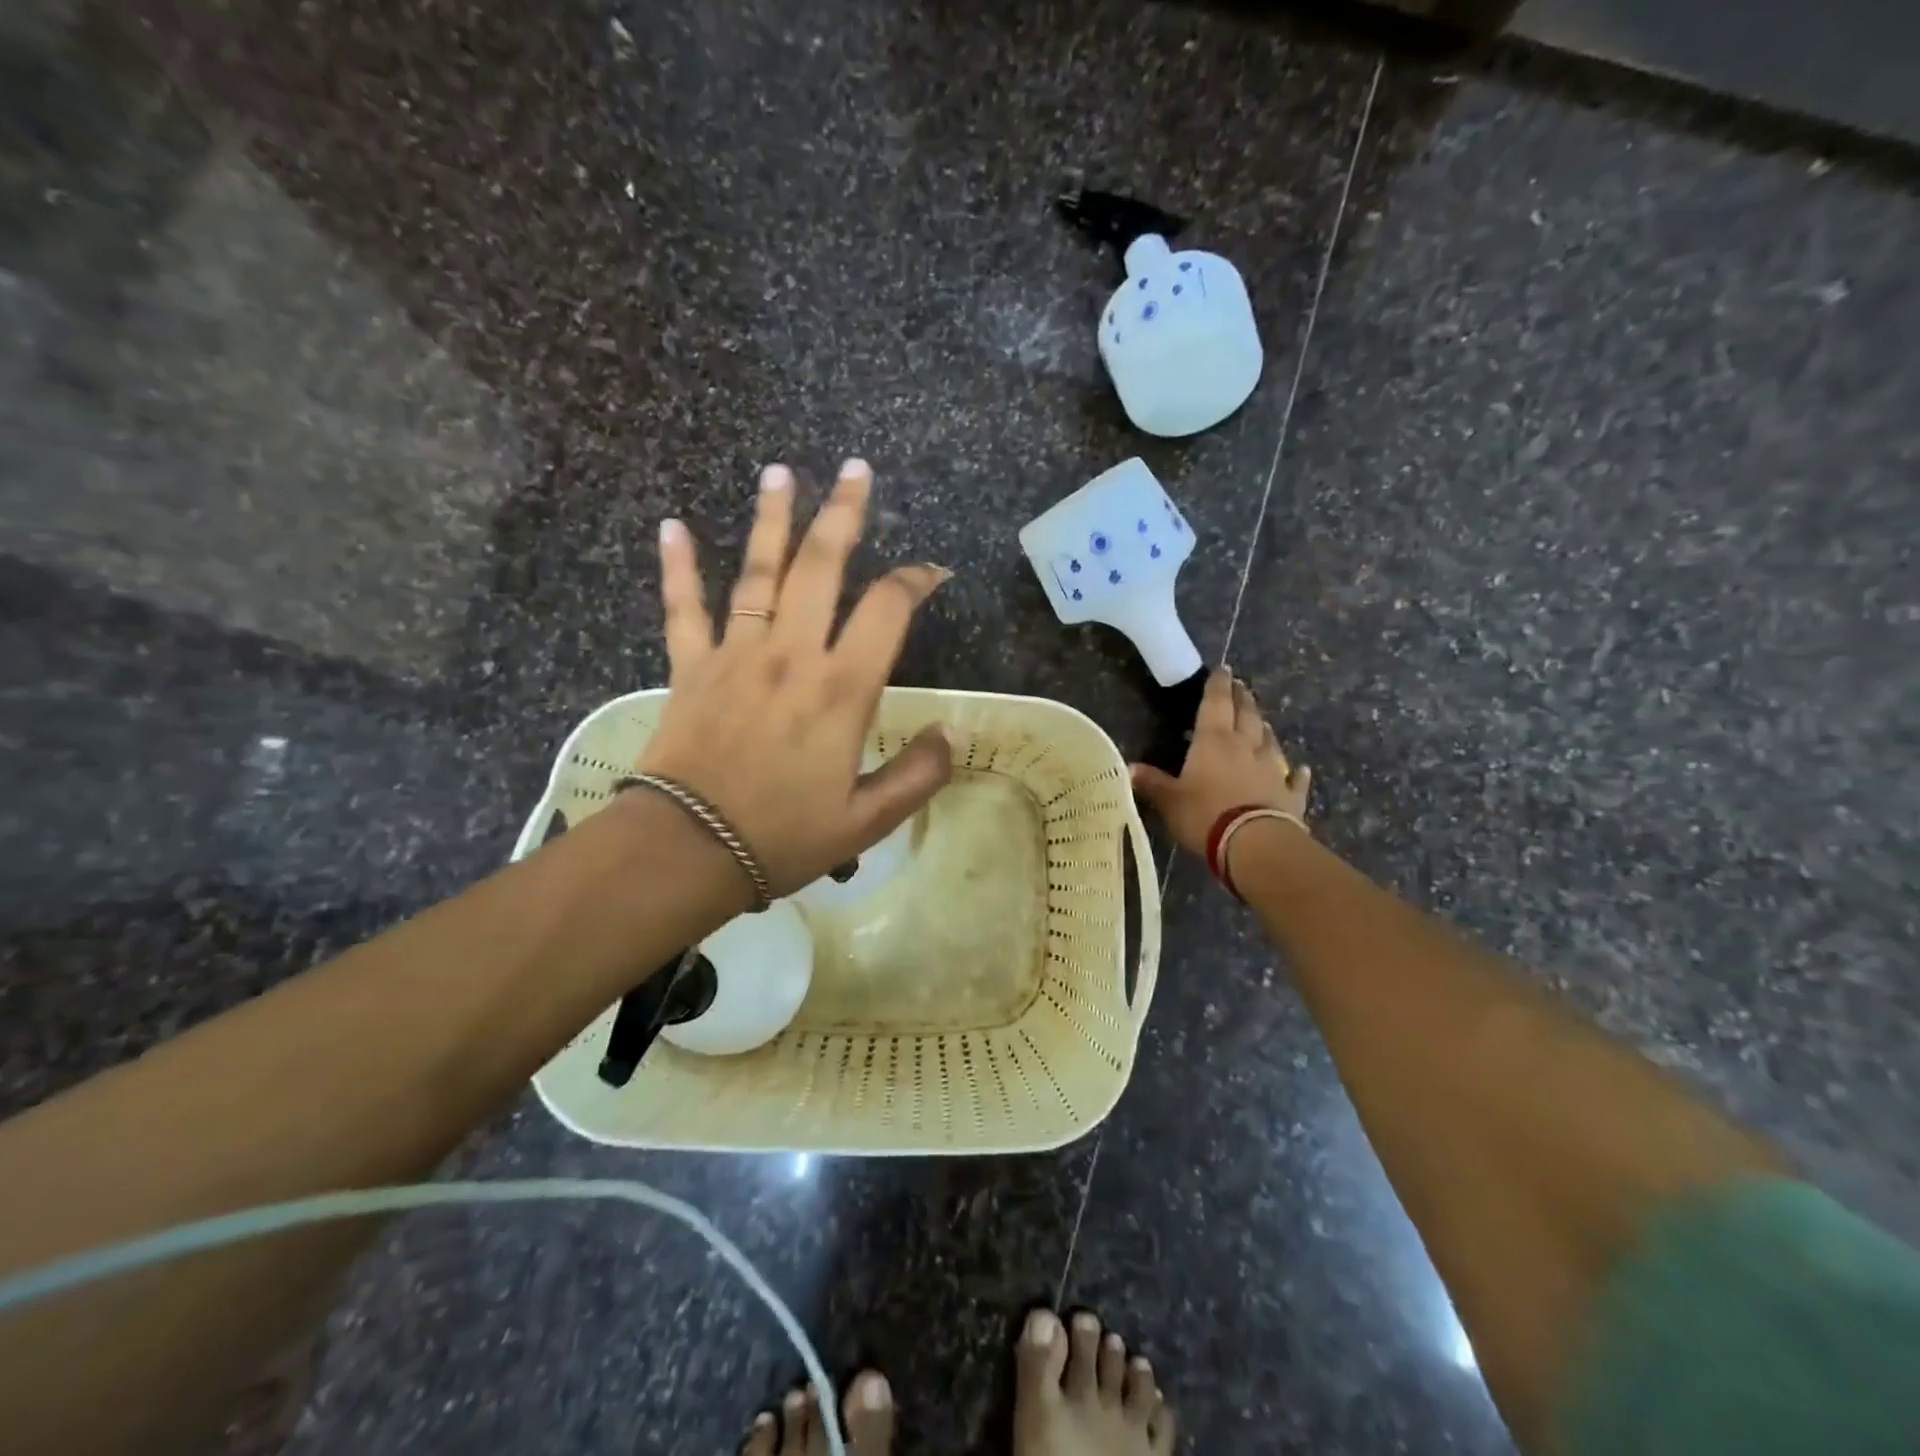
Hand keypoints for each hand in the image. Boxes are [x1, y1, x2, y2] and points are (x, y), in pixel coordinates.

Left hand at [634, 459, 952, 898]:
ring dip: (772, 519)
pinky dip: (679, 567)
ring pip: (758, 573)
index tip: (931, 573)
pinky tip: (673, 526)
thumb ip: (919, 773)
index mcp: (841, 689)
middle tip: (855, 470)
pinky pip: (684, 608)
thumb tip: (956, 731)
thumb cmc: (785, 835)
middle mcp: (791, 654)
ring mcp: (736, 654)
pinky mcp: (691, 667)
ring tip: (781, 473)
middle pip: (820, 567)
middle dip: (843, 515)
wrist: (689, 851)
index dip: (914, 582)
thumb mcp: (868, 819)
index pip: (886, 610)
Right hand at [1130, 669, 1309, 856]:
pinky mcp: (1290, 795)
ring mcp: (1272, 769)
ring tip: (1262, 721)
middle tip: (1241, 687)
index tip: (1223, 669)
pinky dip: (1297, 773)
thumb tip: (1129, 768)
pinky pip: (1295, 779)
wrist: (1255, 844)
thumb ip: (1152, 783)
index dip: (1218, 685)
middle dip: (1243, 699)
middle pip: (1247, 715)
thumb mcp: (1170, 801)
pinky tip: (1302, 769)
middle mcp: (1246, 747)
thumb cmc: (1205, 815)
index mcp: (1214, 741)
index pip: (1216, 703)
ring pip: (1270, 741)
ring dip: (1265, 728)